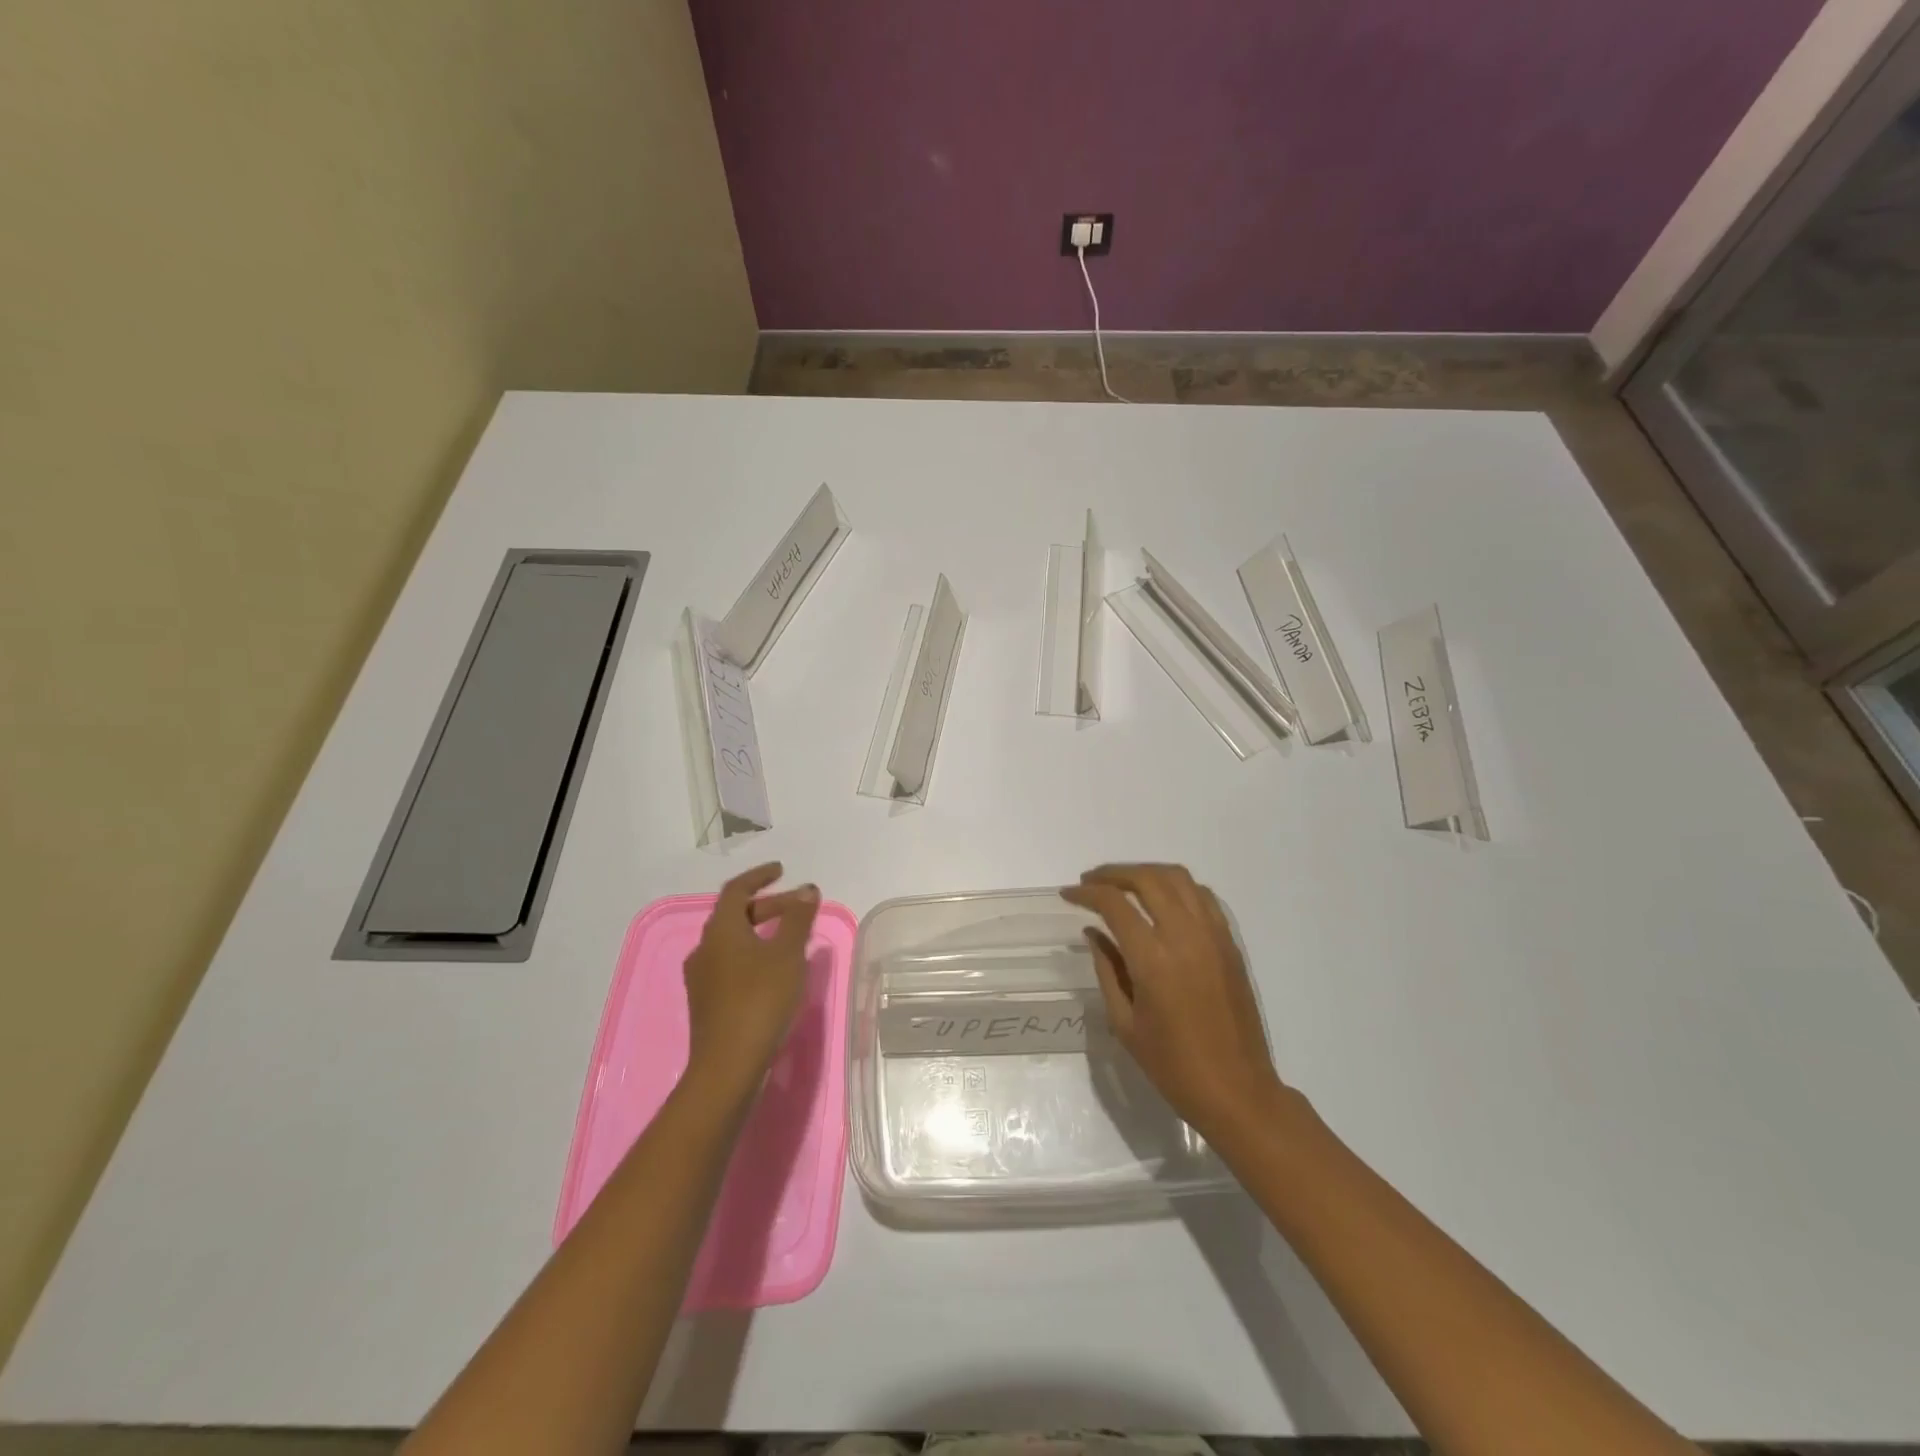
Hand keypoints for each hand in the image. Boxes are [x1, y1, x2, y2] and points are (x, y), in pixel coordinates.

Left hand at [683, 863, 819, 1102]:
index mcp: (721, 930)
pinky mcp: (707, 1003)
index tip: (781, 870)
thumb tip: (806, 888)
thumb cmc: (760, 1000)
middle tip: (798, 908)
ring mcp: (702, 978)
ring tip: (789, 938)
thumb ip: (798, 918)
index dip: (759, 876)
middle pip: (735, 915)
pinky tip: (773, 972)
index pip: (736, 890)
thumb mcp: (788, 954)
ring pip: (732, 941)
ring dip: (759, 931)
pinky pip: (730, 964)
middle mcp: (705, 948)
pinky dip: (752, 954)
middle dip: (767, 906)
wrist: (728, 1066)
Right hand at [1060, 863, 1283, 1140]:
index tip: (1068, 894)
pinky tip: (1162, 900)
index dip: (1087, 893)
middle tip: (1091, 881)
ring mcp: (1213, 935)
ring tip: (1123, 884)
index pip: (1114, 904)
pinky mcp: (1230, 943)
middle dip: (1113, 873)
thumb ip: (1106, 969)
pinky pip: (1202, 896)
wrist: (1236, 1090)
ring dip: (1145, 873)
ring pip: (1178, 878)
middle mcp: (1185, 936)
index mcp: (1153, 959)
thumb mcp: (1125, 1023)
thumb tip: (1093, 932)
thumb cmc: (1172, 1066)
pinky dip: (1177, 887)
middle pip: (1147, 879)